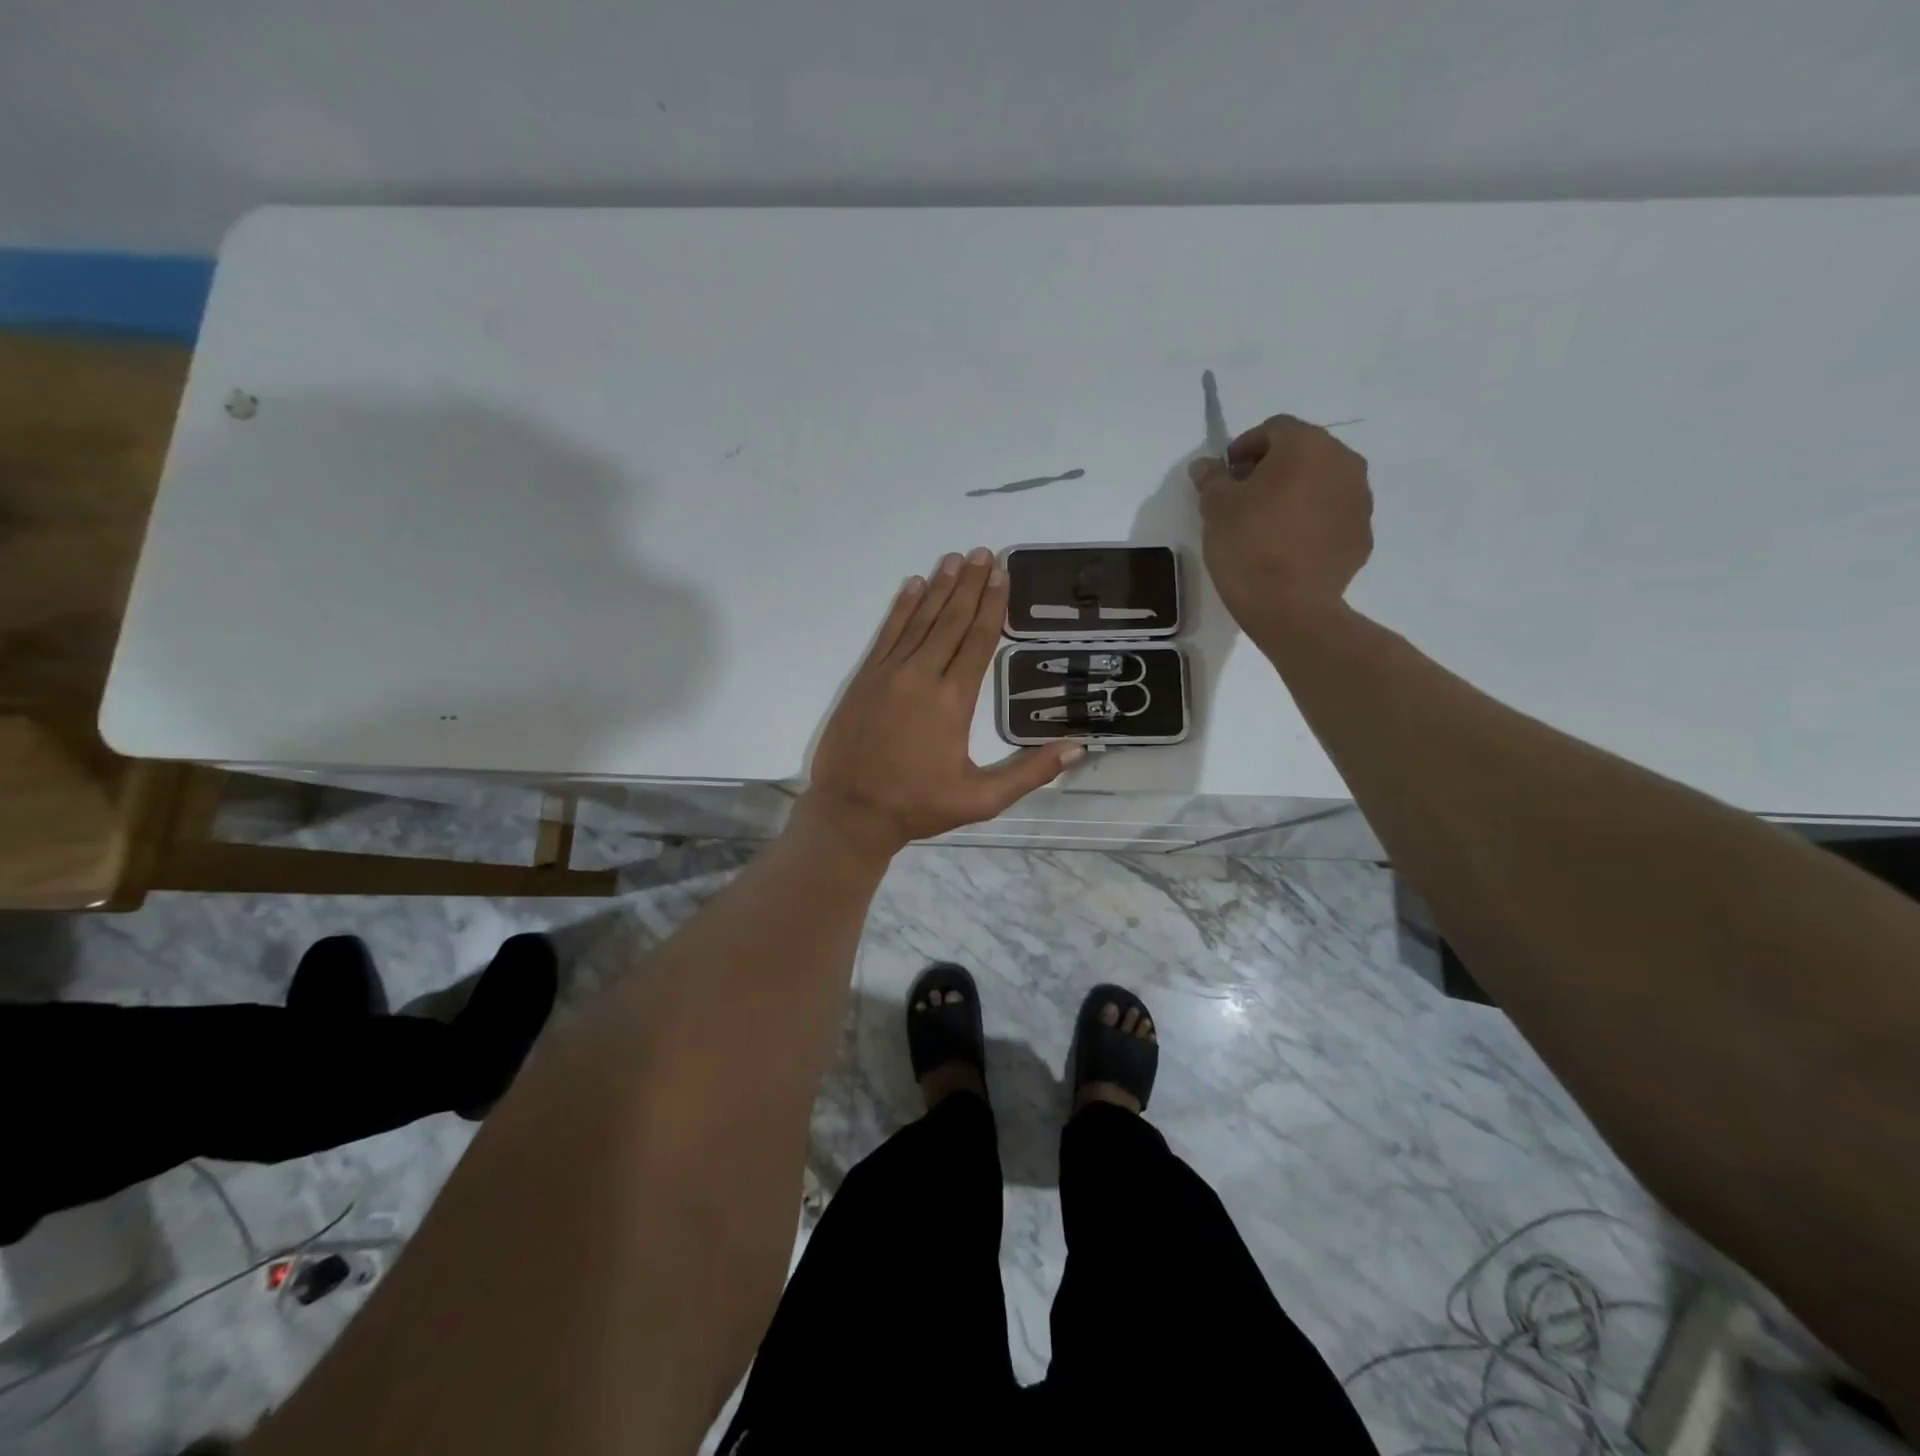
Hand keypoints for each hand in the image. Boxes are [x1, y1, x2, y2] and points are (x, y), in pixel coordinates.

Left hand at [798, 548, 1084, 859]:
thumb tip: (1077, 749)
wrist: (851, 812)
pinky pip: (887, 634)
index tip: (1003, 574)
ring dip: (939, 588)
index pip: (978, 641)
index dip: (992, 606)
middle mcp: (921, 676)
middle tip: (985, 552)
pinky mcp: (865, 679)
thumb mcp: (981, 799)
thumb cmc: (918, 806)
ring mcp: (889, 674)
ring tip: (956, 559)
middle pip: (951, 621)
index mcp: (953, 701)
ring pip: (919, 621)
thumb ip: (1029, 772)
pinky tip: (912, 586)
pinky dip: (901, 608)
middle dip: (971, 585)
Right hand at [1187, 415, 1373, 632]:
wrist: (1290, 607)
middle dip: (1273, 468)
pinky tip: (1289, 546)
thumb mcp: (1216, 508)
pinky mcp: (1362, 535)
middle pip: (1303, 453)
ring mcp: (1360, 500)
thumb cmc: (1248, 546)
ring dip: (1296, 493)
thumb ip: (1212, 478)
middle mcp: (1343, 463)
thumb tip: (1206, 465)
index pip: (1274, 429)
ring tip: (1268, 523)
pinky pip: (1333, 516)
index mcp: (1307, 446)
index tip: (1226, 475)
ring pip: (1322, 483)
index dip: (1245, 447)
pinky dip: (1312, 521)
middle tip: (1244, 497)